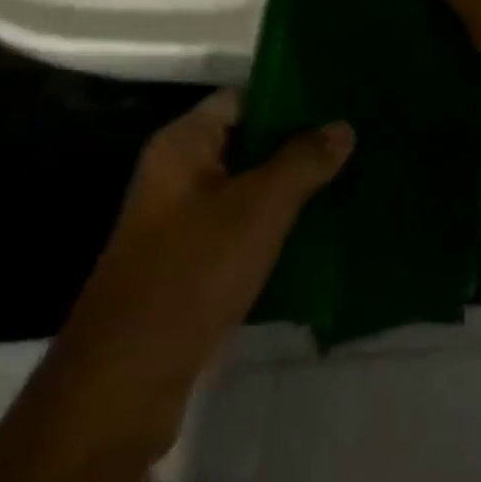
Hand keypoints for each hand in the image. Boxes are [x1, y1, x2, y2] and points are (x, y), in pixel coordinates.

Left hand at [58, 89, 353, 392]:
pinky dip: (278, 225)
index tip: (338, 102)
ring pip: (250, 188)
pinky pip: (244, 228)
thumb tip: (343, 126)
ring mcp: (183, 222)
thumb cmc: (192, 272)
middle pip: (248, 143)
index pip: (243, 98)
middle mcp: (179, 175)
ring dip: (292, 187)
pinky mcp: (193, 265)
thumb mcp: (259, 207)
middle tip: (354, 140)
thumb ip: (304, 160)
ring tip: (349, 177)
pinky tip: (322, 228)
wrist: (126, 384)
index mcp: (183, 145)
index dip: (289, 97)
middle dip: (299, 144)